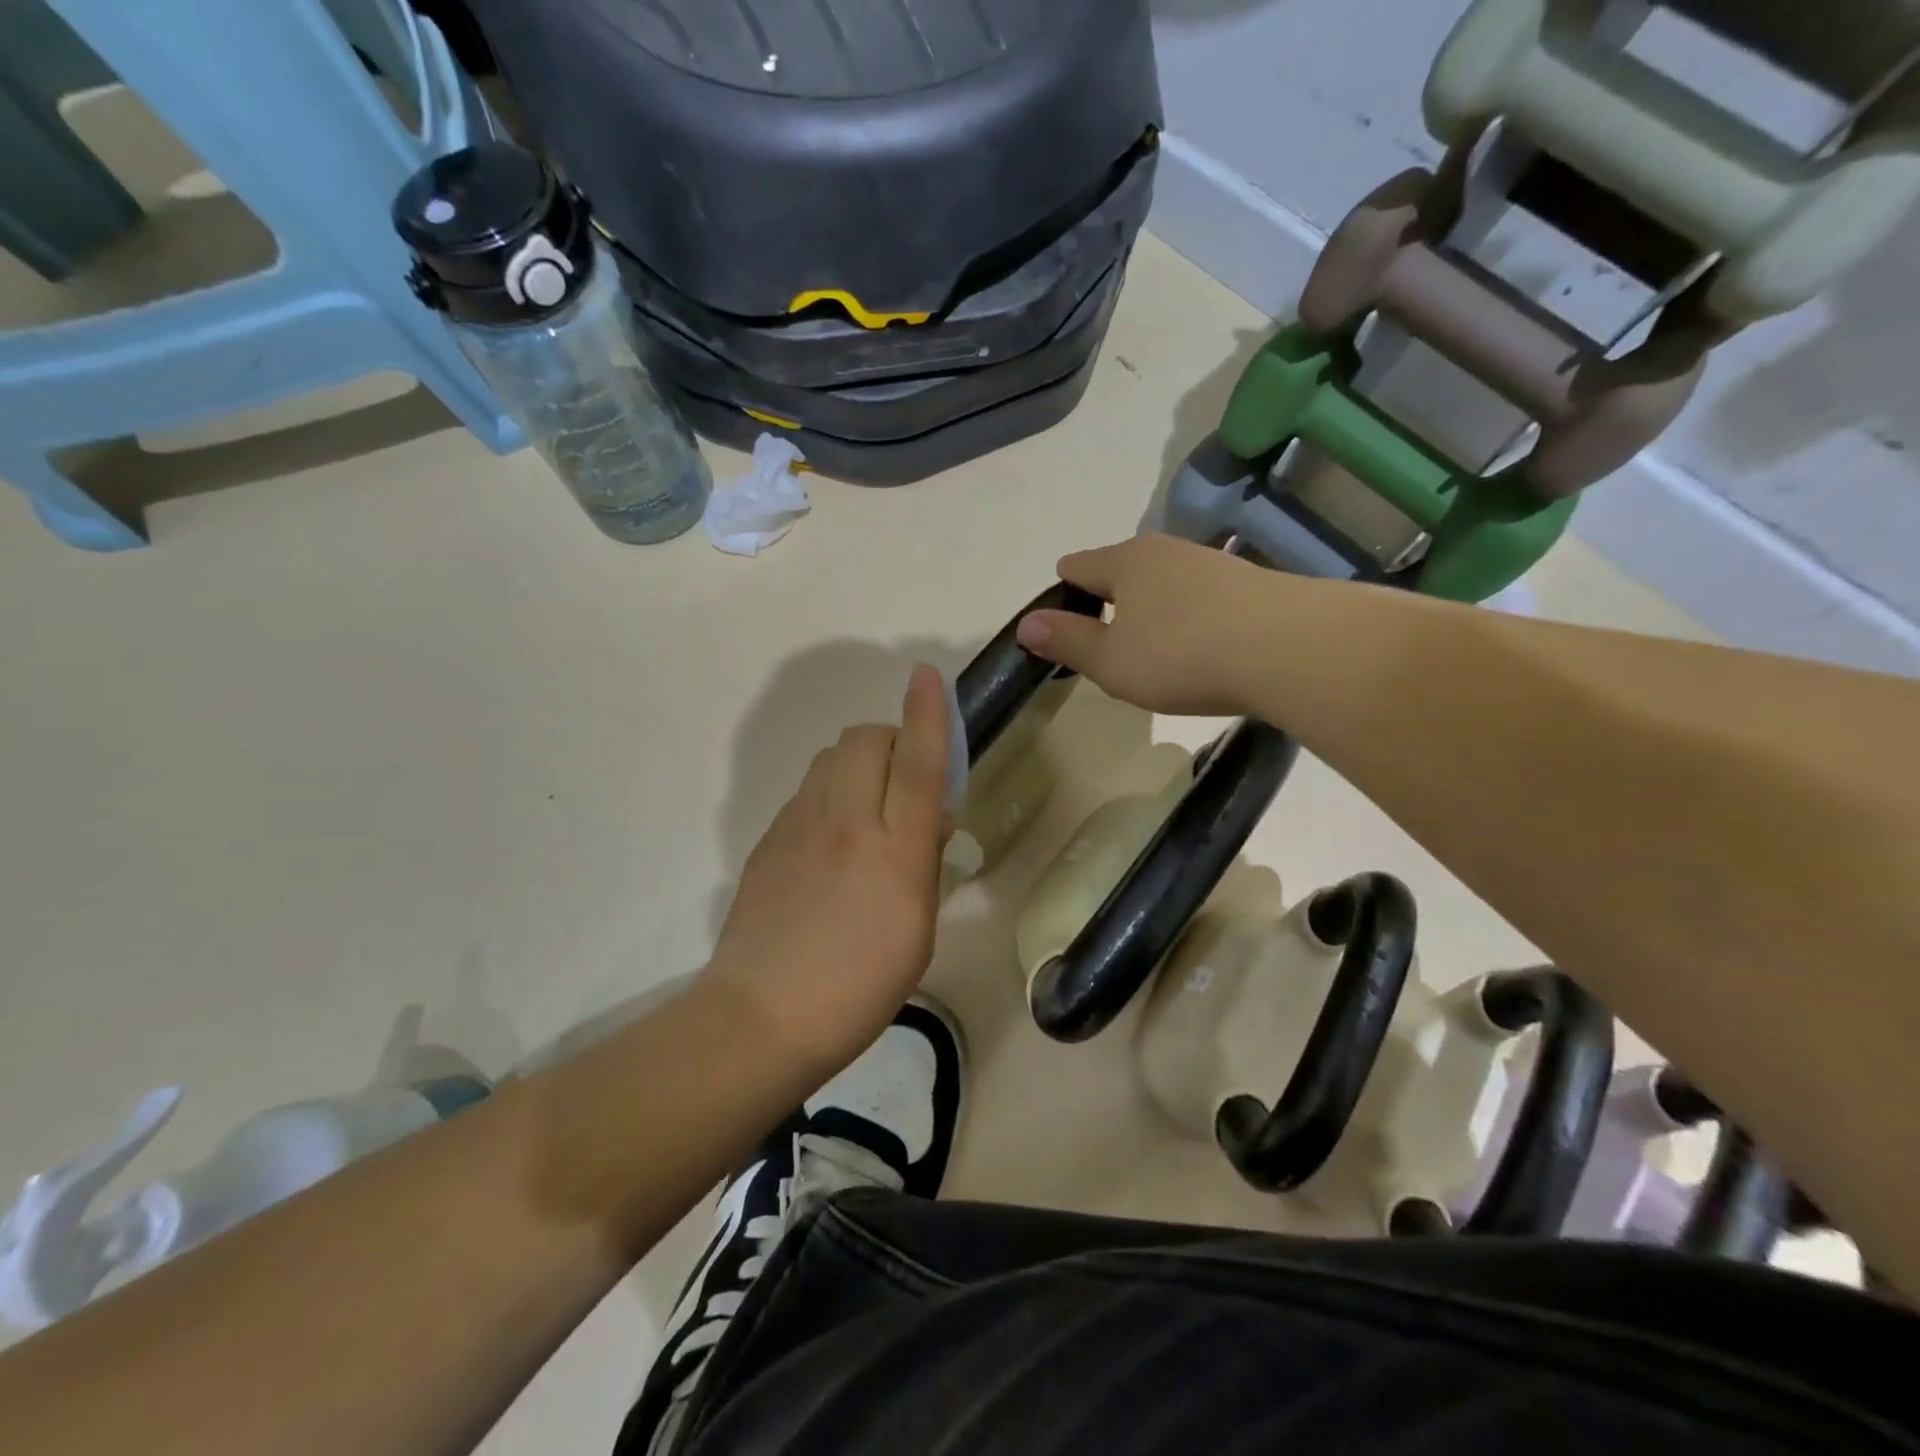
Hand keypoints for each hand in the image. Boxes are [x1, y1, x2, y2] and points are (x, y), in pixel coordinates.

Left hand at [704, 663, 951, 1074]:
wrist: (762, 1017)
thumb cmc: (860, 986)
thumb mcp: (918, 930)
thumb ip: (925, 861)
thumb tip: (933, 817)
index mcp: (895, 850)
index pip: (918, 762)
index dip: (928, 713)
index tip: (927, 675)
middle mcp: (847, 822)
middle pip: (865, 740)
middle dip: (891, 738)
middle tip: (904, 779)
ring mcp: (799, 826)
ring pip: (830, 758)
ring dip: (858, 762)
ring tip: (869, 806)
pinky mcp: (769, 839)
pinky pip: (807, 792)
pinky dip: (829, 793)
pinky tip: (831, 840)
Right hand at [1014, 534, 1277, 715]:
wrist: (1289, 649)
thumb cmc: (1182, 656)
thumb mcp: (1112, 662)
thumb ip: (1067, 641)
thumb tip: (1027, 624)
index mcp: (1123, 561)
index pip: (1076, 566)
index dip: (1062, 595)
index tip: (1064, 630)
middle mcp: (1165, 550)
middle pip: (1121, 570)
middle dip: (1109, 603)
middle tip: (1110, 649)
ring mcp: (1210, 562)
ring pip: (1164, 583)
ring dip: (1153, 611)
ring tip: (1157, 654)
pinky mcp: (1248, 581)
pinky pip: (1200, 597)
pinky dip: (1191, 618)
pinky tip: (1202, 650)